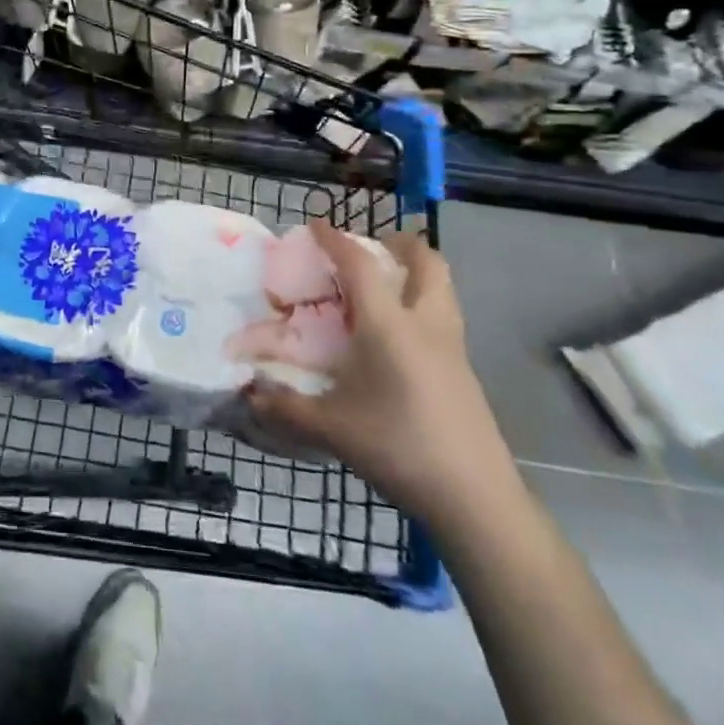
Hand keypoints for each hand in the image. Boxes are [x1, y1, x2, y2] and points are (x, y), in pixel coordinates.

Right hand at [248, 224, 517, 524]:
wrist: (476, 499)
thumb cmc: (399, 448)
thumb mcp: (332, 428)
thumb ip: (285, 407)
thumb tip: (248, 394)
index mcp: (389, 326)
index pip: (360, 265)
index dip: (336, 240)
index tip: (315, 225)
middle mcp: (425, 325)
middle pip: (426, 262)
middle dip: (400, 244)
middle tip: (371, 248)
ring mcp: (452, 348)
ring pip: (443, 288)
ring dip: (416, 272)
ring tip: (384, 285)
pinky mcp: (464, 372)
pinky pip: (444, 317)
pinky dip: (422, 304)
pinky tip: (398, 336)